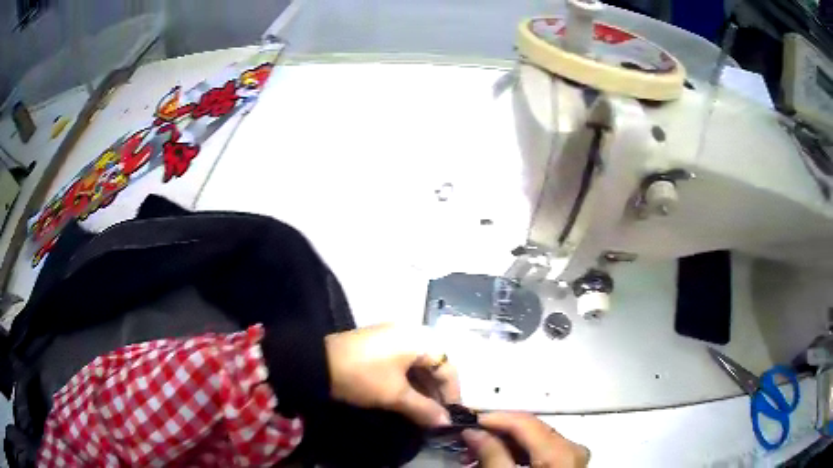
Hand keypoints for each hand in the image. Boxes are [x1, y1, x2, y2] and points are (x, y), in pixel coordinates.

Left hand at [325, 324, 459, 426]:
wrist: (318, 364)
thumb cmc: (363, 376)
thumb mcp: (395, 395)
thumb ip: (424, 408)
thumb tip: (446, 422)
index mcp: (419, 339)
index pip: (448, 366)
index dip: (452, 392)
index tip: (450, 414)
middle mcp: (410, 334)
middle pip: (435, 364)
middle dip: (437, 391)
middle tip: (436, 415)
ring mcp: (394, 338)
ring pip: (419, 365)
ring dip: (423, 388)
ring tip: (423, 410)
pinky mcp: (380, 346)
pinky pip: (404, 363)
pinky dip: (409, 381)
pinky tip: (408, 398)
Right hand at [463, 412, 589, 467]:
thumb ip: (492, 455)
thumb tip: (474, 432)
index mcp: (560, 452)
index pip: (524, 422)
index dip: (494, 419)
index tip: (467, 423)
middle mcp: (572, 448)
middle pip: (530, 429)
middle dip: (496, 433)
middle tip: (467, 442)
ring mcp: (573, 456)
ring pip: (534, 439)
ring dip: (503, 444)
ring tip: (475, 456)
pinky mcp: (569, 463)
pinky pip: (541, 451)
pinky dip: (517, 454)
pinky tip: (497, 461)